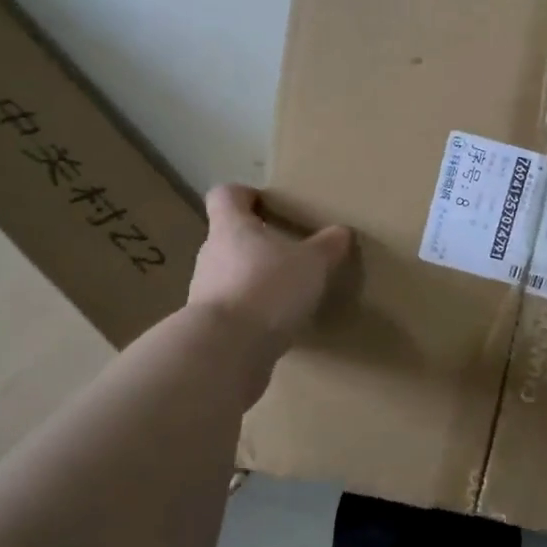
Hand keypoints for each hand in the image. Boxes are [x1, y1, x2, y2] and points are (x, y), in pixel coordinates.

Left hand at [189, 185, 353, 344]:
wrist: (225, 351)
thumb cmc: (268, 288)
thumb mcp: (312, 263)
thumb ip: (328, 246)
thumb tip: (341, 232)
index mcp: (232, 228)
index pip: (226, 196)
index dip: (244, 195)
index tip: (266, 203)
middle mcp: (211, 254)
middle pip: (230, 238)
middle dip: (258, 243)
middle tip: (289, 252)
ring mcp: (205, 292)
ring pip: (231, 275)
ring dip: (255, 280)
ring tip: (287, 293)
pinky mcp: (210, 327)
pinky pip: (234, 310)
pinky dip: (253, 313)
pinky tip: (277, 324)